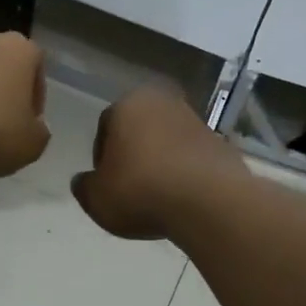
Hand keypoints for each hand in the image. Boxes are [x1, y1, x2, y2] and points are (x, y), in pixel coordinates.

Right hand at [71, 86, 247, 239]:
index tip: (106, 183)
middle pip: (139, 131)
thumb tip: (83, 181)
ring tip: (157, 197)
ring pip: (167, 142)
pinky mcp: (221, 143)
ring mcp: (197, 121)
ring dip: (160, 163)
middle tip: (129, 188)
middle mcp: (164, 102)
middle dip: (133, 155)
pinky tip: (182, 199)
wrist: (208, 202)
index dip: (102, 157)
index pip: (105, 126)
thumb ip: (84, 187)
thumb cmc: (141, 191)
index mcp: (129, 104)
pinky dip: (185, 173)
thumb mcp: (96, 198)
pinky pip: (192, 158)